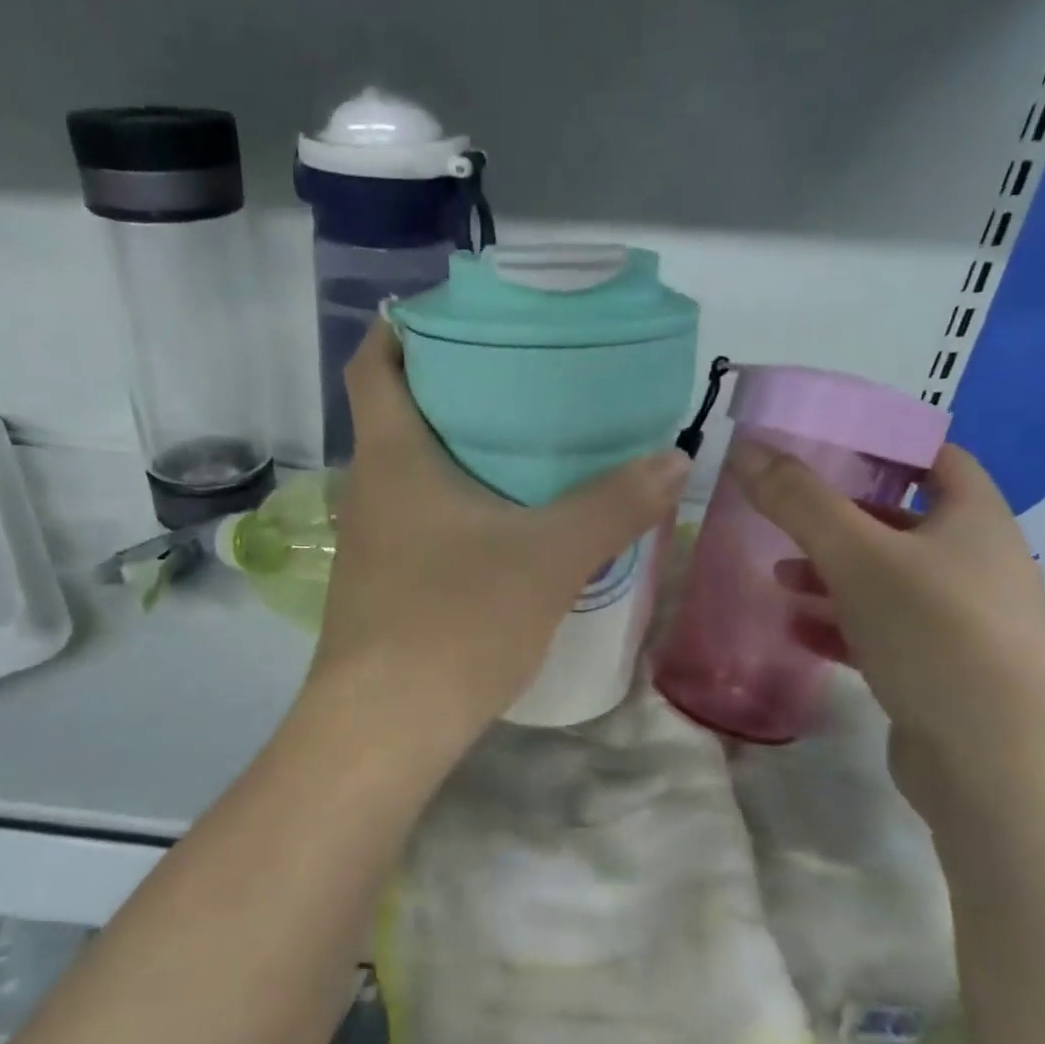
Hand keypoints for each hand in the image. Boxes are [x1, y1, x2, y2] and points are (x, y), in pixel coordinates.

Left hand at [312, 323, 688, 744]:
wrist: (385, 727)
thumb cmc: (454, 620)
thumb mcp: (549, 556)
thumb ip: (614, 504)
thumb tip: (674, 459)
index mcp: (392, 455)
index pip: (375, 362)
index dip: (406, 327)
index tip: (461, 316)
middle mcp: (370, 488)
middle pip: (401, 412)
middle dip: (456, 386)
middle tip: (525, 376)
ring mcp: (372, 540)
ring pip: (413, 471)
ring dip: (462, 451)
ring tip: (530, 444)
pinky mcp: (384, 584)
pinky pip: (422, 520)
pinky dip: (460, 504)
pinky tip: (509, 523)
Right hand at [726, 440, 1044, 818]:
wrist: (1000, 763)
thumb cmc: (937, 633)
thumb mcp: (859, 556)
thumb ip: (799, 501)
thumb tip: (746, 448)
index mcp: (974, 520)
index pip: (936, 458)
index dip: (885, 445)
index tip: (824, 446)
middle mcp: (975, 564)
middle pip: (901, 522)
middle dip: (840, 516)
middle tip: (784, 512)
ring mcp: (959, 623)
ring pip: (885, 581)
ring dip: (832, 574)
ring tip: (776, 575)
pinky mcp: (938, 672)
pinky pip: (880, 632)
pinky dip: (838, 624)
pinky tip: (796, 630)